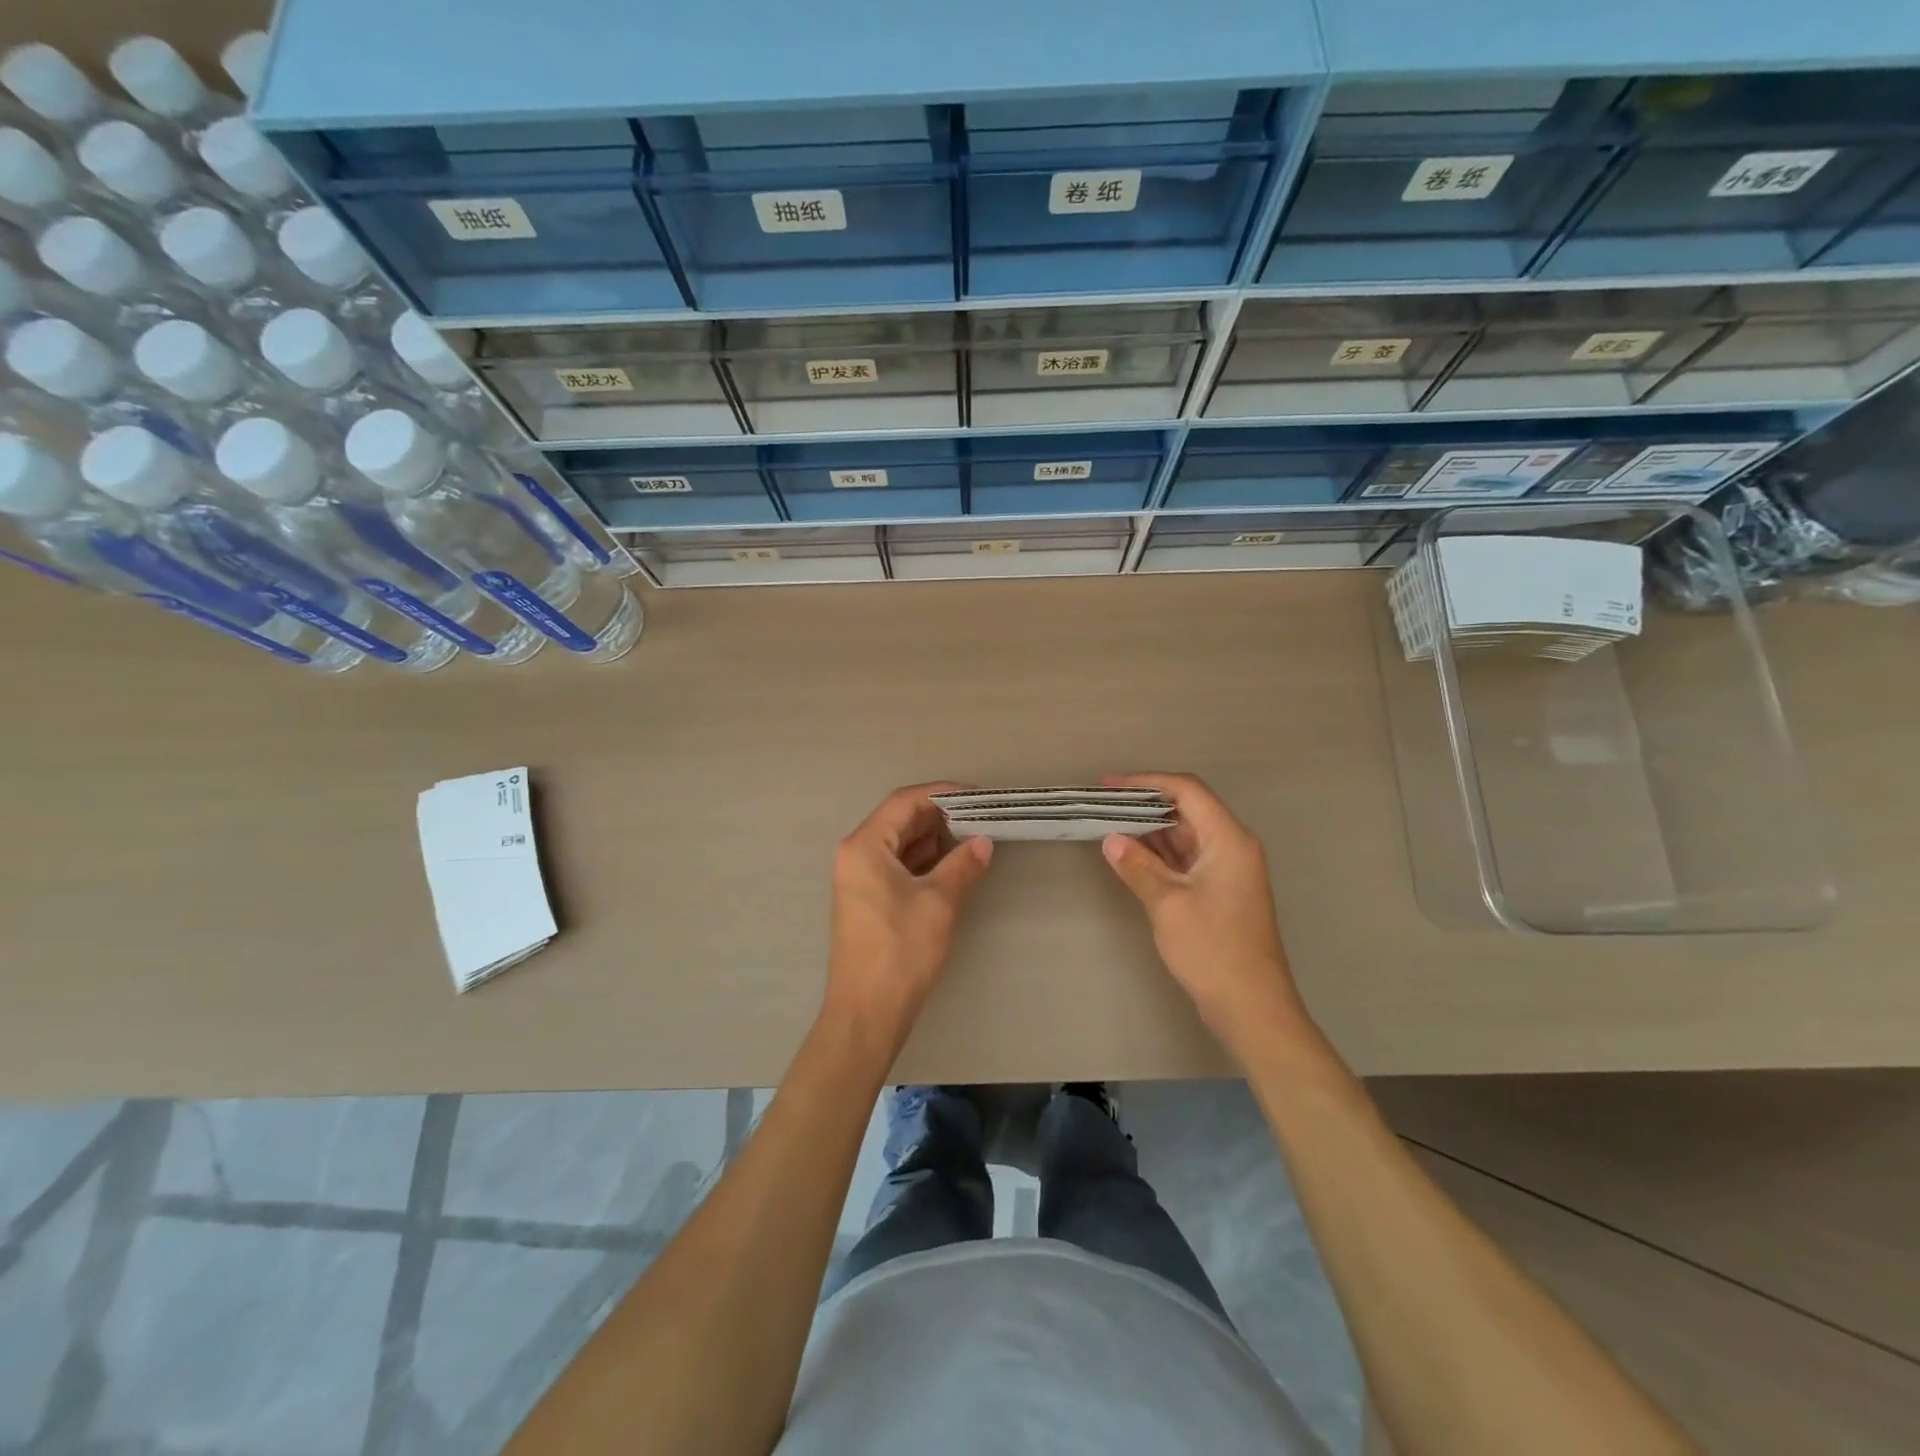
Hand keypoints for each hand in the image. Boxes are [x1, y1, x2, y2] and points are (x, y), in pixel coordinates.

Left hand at [825, 783, 993, 1050]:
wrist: (866, 1014)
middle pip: (900, 820)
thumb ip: (963, 865)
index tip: (978, 796)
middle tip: (981, 819)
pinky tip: (953, 867)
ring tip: (973, 841)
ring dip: (934, 840)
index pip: (905, 801)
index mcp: (865, 846)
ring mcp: (859, 879)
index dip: (942, 794)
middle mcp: (856, 855)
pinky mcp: (867, 900)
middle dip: (941, 817)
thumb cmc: (900, 952)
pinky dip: (924, 862)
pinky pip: (897, 866)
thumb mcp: (939, 903)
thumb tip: (984, 841)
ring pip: (900, 844)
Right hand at [1099, 773, 1309, 1055]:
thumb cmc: (1212, 950)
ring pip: (1186, 835)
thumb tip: (1112, 840)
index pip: (1187, 791)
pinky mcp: (1222, 891)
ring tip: (1109, 825)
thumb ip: (1138, 867)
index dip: (1146, 782)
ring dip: (1151, 830)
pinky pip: (1188, 858)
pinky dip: (1160, 854)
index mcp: (1229, 840)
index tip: (1109, 785)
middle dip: (1145, 804)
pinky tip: (1131, 856)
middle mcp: (1233, 846)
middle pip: (1188, 809)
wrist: (1252, 1007)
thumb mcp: (1167, 904)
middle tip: (1104, 805)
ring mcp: (1229, 870)